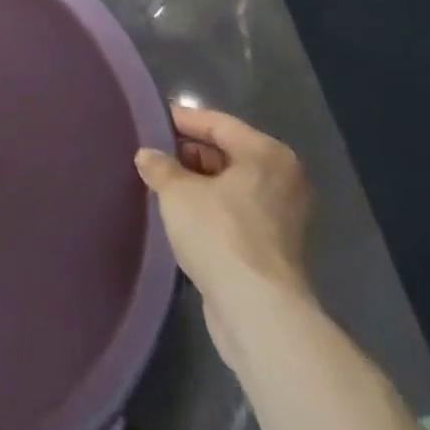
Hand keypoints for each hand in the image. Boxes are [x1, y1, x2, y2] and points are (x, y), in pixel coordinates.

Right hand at [134, 106, 312, 352]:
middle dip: (188, 153)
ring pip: (231, 185)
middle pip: (227, 152)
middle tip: (152, 154)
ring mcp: (282, 215)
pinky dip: (210, 207)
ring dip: (198, 183)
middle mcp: (282, 178)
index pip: (217, 123)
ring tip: (160, 183)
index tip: (151, 121)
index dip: (182, 120)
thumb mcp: (177, 191)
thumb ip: (160, 166)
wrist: (257, 310)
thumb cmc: (220, 233)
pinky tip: (180, 214)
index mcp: (266, 154)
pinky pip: (235, 211)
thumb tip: (147, 156)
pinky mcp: (274, 246)